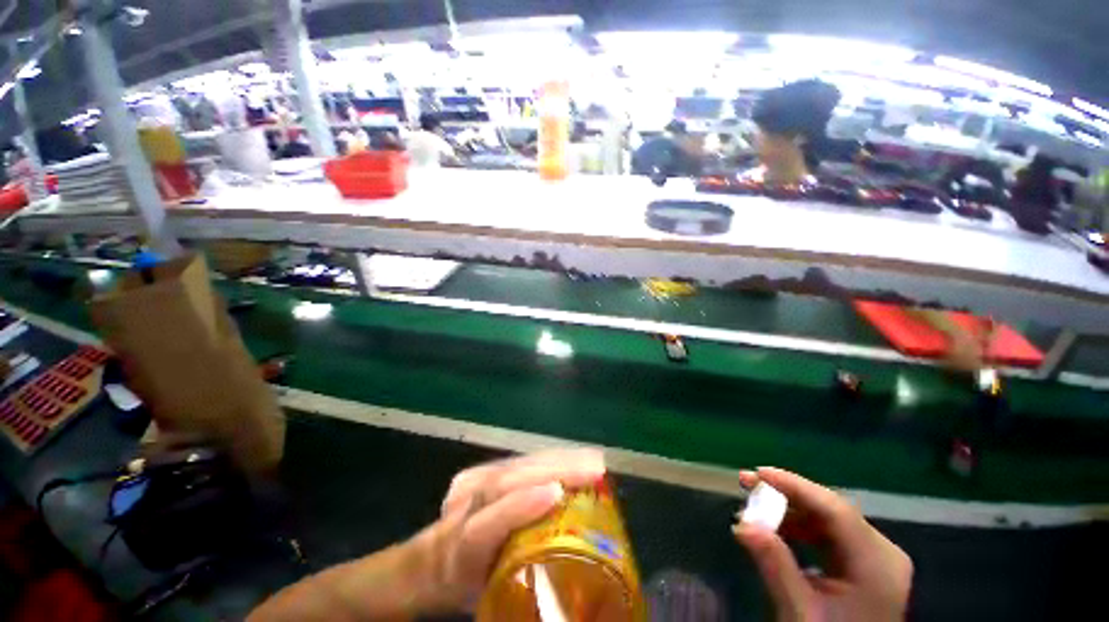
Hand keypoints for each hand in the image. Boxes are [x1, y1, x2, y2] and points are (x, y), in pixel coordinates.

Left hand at [415, 448, 606, 613]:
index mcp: (458, 550)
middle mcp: (463, 507)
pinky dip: (551, 458)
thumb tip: (571, 581)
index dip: (519, 508)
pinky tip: (574, 456)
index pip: (484, 527)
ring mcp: (473, 481)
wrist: (431, 560)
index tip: (556, 494)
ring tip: (591, 459)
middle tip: (594, 469)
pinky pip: (522, 461)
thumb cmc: (467, 585)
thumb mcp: (489, 598)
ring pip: (517, 465)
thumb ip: (522, 587)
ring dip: (558, 459)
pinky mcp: (484, 468)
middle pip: (506, 483)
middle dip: (553, 471)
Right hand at [733, 467, 912, 621]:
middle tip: (747, 484)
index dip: (795, 487)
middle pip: (831, 511)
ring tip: (753, 509)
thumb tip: (742, 524)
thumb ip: (775, 567)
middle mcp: (883, 553)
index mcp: (877, 565)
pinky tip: (774, 530)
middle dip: (786, 496)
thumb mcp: (800, 613)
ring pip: (827, 520)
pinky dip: (798, 529)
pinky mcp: (864, 565)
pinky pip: (828, 534)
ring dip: (788, 512)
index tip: (758, 473)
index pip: (836, 511)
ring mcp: (875, 558)